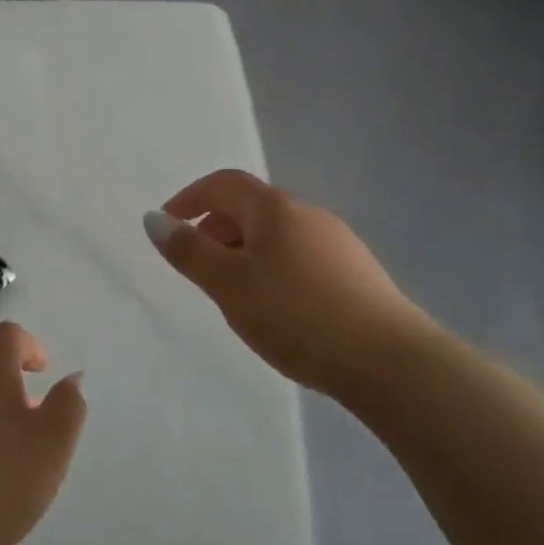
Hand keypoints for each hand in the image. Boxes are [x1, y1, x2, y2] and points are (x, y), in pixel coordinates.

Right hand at [145, 169, 439, 399]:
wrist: (390, 361)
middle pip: (250, 206)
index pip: (224, 183)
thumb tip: (153, 219)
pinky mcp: (355, 271)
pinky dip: (271, 265)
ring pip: (276, 232)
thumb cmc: (296, 315)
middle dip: (215, 226)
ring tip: (230, 288)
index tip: (167, 223)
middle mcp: (307, 213)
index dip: (190, 197)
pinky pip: (298, 254)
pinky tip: (275, 304)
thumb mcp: (229, 285)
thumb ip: (188, 251)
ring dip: (243, 248)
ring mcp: (337, 241)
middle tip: (194, 262)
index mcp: (275, 208)